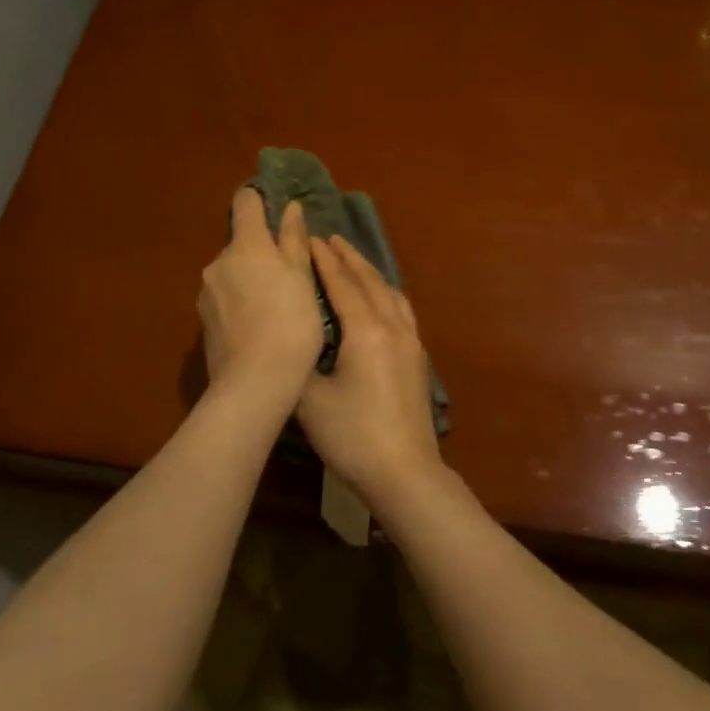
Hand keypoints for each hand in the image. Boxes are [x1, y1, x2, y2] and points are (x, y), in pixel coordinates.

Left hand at [198, 189, 322, 406]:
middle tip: (290, 277)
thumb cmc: (291, 323)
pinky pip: (225, 300)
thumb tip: (290, 208)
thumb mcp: (303, 279)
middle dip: (261, 252)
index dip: (260, 201)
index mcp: (246, 245)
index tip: (278, 214)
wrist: (255, 382)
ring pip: (232, 273)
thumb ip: (293, 241)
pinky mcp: (203, 321)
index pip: (245, 202)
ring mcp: (206, 293)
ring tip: (276, 308)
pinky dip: (240, 304)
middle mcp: (218, 262)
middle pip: (241, 243)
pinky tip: (259, 327)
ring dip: (250, 280)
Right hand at [298, 236, 448, 509]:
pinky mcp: (418, 358)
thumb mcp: (310, 400)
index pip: (342, 284)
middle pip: (370, 281)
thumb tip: (291, 344)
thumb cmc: (353, 436)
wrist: (404, 471)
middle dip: (349, 258)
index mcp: (366, 332)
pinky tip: (380, 298)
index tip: (310, 239)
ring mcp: (411, 342)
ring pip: (391, 293)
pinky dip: (386, 293)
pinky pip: (402, 309)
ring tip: (353, 261)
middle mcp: (393, 327)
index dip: (324, 261)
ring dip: (370, 273)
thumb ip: (297, 364)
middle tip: (330, 238)